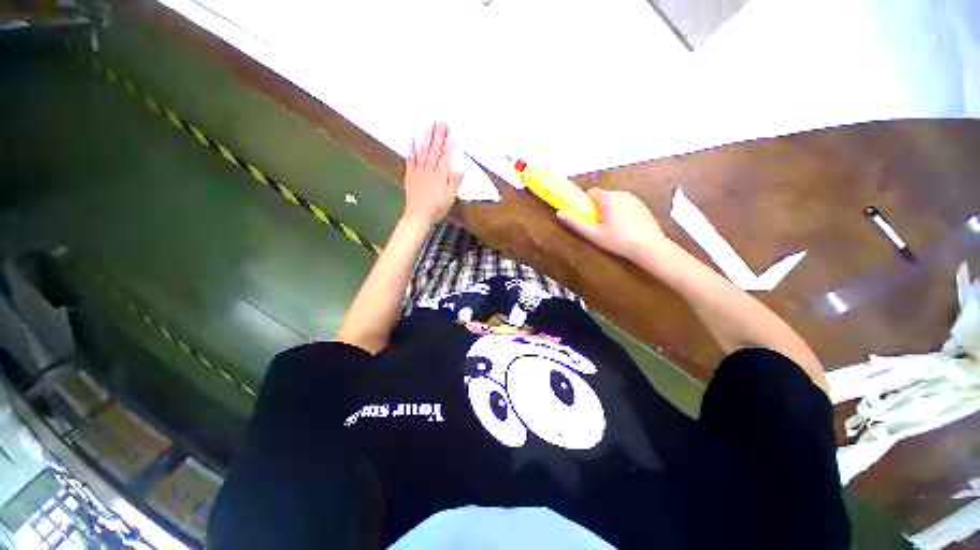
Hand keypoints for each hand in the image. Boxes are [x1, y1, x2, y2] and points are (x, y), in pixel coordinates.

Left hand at [403, 122, 461, 225]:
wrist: (417, 216)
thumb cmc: (436, 209)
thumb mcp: (449, 199)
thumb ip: (454, 183)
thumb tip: (460, 168)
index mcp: (440, 176)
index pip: (445, 155)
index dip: (448, 142)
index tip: (450, 130)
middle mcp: (429, 170)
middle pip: (434, 149)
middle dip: (438, 134)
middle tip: (441, 121)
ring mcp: (418, 171)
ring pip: (423, 151)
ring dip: (426, 137)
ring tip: (430, 125)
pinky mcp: (410, 174)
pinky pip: (410, 159)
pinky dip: (411, 148)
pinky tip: (412, 138)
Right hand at [557, 188, 671, 261]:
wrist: (649, 246)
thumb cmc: (617, 240)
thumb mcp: (593, 234)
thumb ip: (575, 223)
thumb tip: (559, 213)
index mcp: (607, 198)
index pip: (591, 191)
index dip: (586, 203)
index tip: (588, 216)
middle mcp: (621, 193)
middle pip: (603, 196)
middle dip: (598, 208)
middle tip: (599, 226)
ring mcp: (634, 198)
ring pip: (614, 200)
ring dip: (610, 210)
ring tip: (613, 229)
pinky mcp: (642, 205)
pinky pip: (625, 204)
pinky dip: (622, 212)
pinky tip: (625, 228)